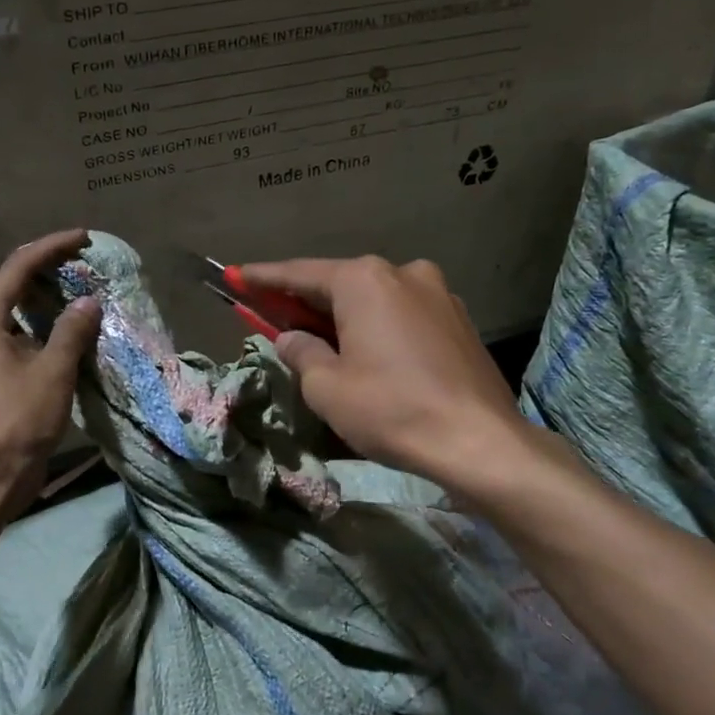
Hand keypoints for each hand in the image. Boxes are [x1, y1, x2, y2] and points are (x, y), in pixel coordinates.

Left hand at [0, 229, 101, 515]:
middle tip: (88, 266)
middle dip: (52, 270)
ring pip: (22, 314)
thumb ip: (72, 332)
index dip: (52, 246)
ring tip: (87, 296)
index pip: (19, 267)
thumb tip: (89, 302)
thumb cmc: (15, 421)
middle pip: (16, 285)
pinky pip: (26, 340)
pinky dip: (50, 331)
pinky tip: (75, 338)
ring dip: (53, 302)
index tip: (85, 238)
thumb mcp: (52, 373)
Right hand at [238, 255, 535, 496]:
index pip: (299, 274)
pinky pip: (403, 315)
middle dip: (305, 301)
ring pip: (375, 299)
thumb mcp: (326, 387)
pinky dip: (378, 326)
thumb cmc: (391, 409)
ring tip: (325, 343)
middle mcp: (402, 272)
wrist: (479, 442)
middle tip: (274, 315)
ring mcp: (438, 293)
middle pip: (339, 283)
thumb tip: (292, 338)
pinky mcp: (459, 320)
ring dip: (345, 316)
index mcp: (364, 280)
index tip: (236, 275)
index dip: (262, 278)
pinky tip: (371, 354)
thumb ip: (301, 352)